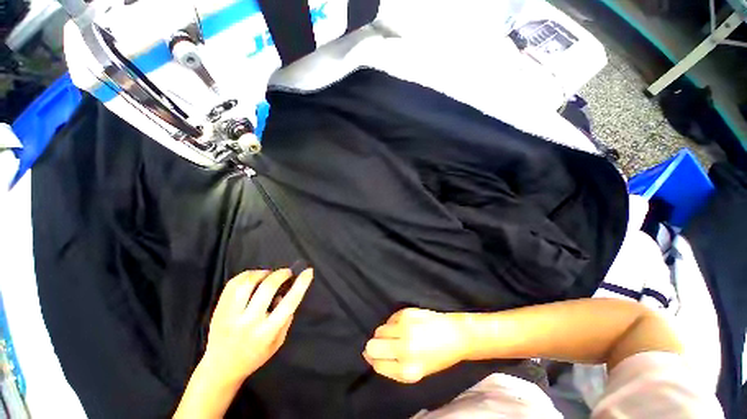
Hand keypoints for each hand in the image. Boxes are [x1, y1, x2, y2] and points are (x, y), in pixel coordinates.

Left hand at [201, 268, 313, 385]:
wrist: (221, 368)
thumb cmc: (254, 356)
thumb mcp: (278, 342)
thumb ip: (285, 319)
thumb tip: (284, 294)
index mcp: (267, 332)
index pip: (289, 303)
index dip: (301, 284)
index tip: (308, 271)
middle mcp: (248, 322)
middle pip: (267, 287)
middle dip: (281, 274)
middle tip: (287, 272)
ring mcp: (231, 315)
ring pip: (247, 283)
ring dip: (262, 273)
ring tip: (267, 275)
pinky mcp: (219, 309)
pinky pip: (233, 284)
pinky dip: (246, 275)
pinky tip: (253, 277)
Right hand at [363, 308, 470, 383]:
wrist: (456, 335)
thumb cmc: (438, 356)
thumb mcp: (417, 371)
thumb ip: (392, 367)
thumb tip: (368, 355)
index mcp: (408, 370)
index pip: (377, 364)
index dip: (374, 359)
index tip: (376, 355)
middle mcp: (404, 350)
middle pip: (373, 346)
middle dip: (375, 346)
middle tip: (385, 344)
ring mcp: (405, 329)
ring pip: (379, 331)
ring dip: (385, 333)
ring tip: (399, 334)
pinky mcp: (406, 313)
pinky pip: (389, 319)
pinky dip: (393, 323)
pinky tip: (406, 325)